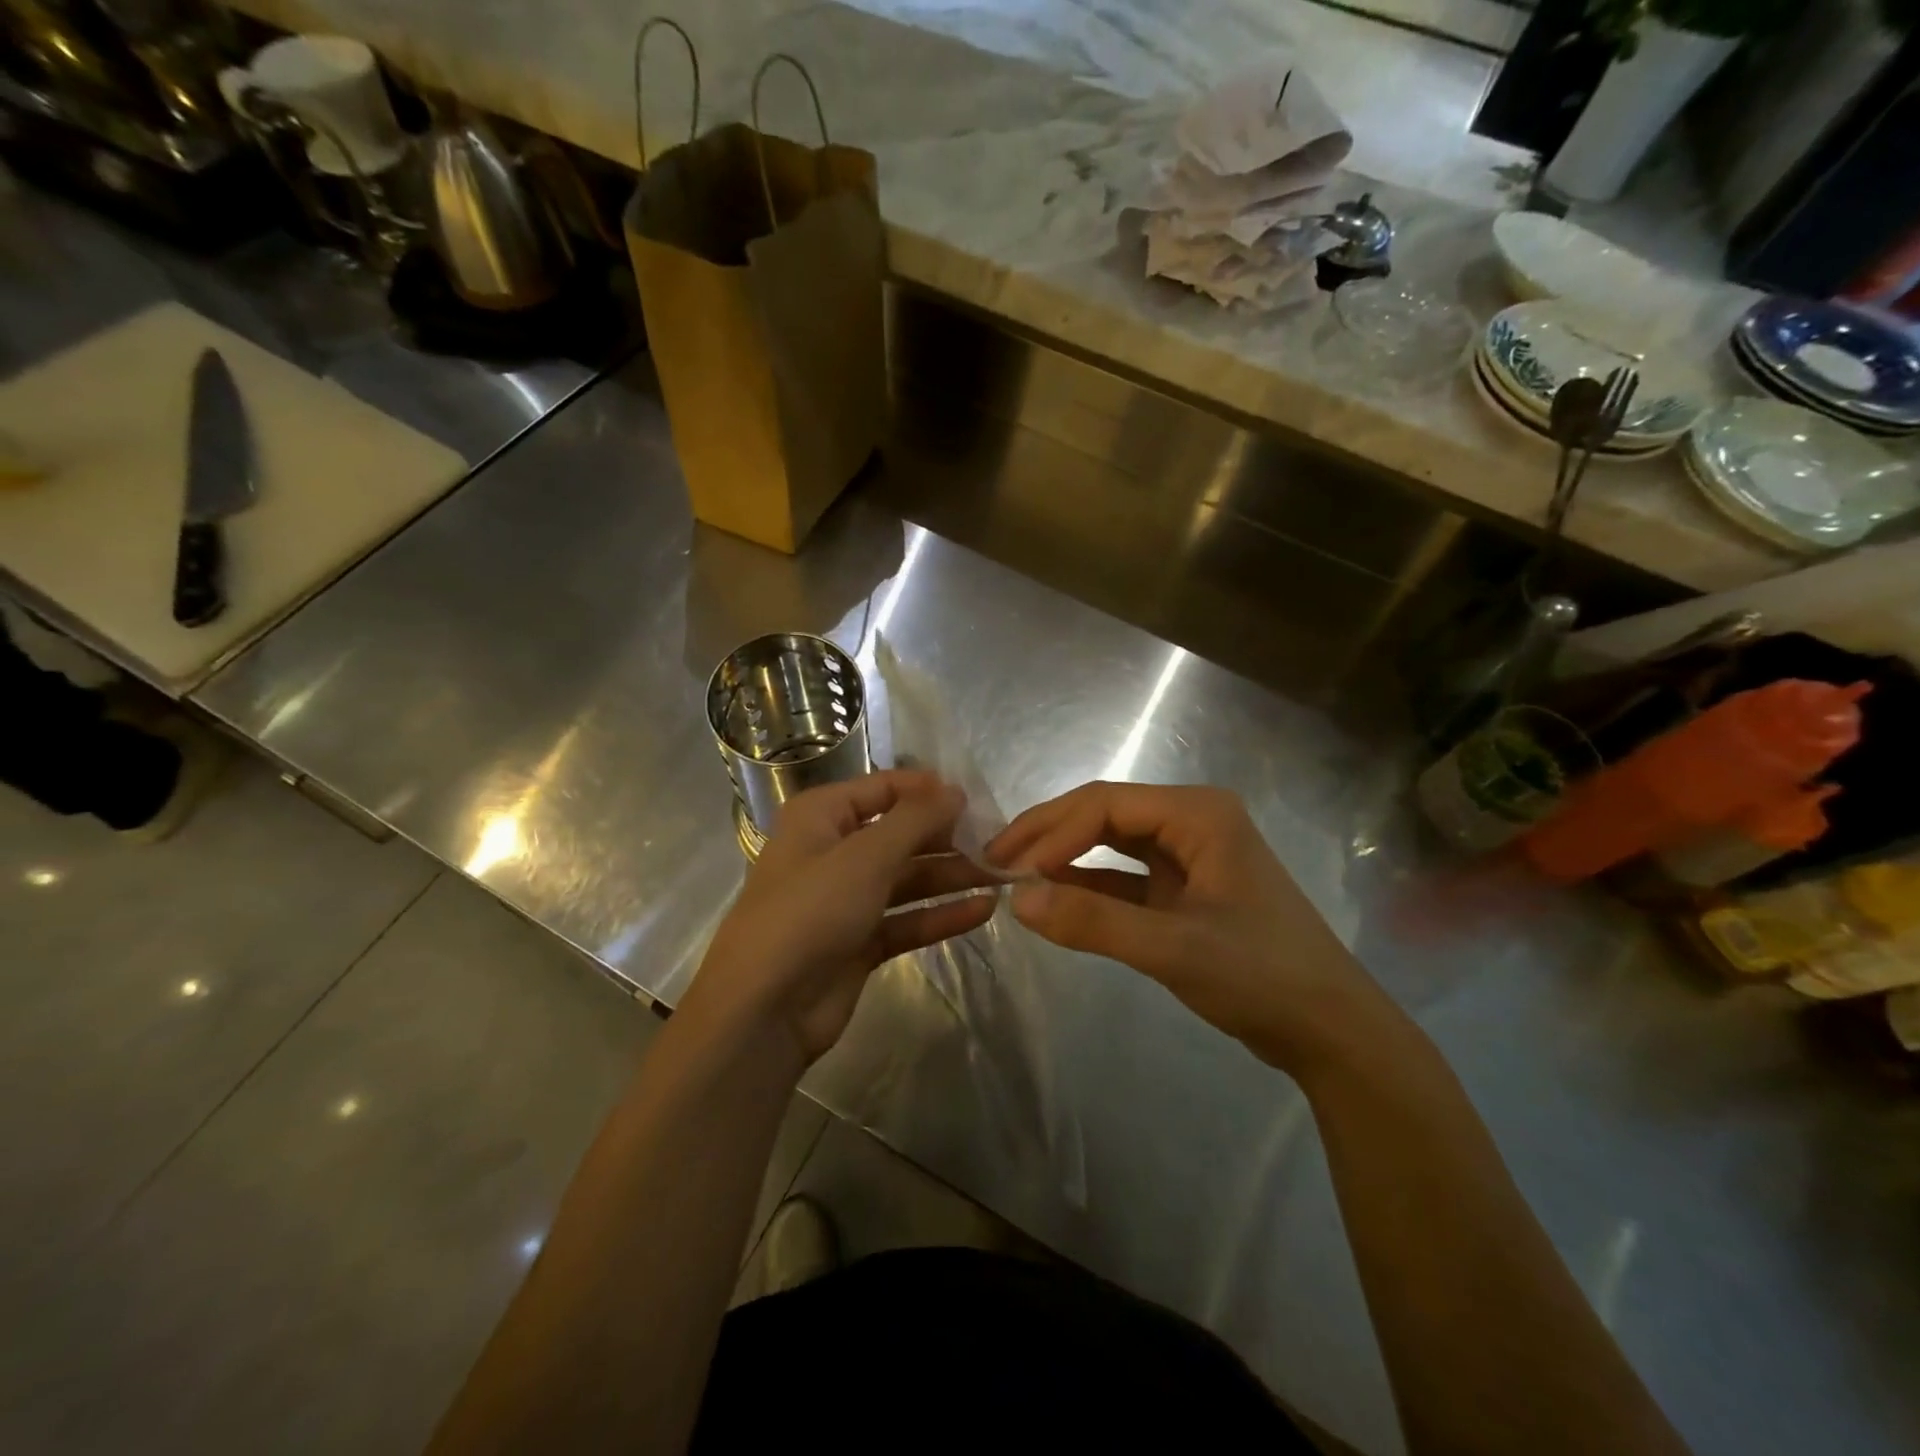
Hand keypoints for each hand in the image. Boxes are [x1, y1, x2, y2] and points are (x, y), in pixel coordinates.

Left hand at [685, 771, 996, 1070]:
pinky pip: (907, 919)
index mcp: (821, 817)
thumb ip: (915, 820)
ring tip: (1001, 876)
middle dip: (946, 838)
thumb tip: (954, 790)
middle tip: (997, 842)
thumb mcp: (865, 856)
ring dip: (950, 877)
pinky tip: (983, 910)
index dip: (926, 790)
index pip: (881, 789)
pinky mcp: (860, 942)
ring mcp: (846, 900)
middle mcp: (833, 852)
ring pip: (907, 879)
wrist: (764, 1009)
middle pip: (899, 835)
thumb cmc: (810, 912)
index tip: (974, 799)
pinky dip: (941, 915)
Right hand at [987, 782, 1395, 1073]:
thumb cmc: (1261, 976)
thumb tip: (1017, 899)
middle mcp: (1193, 822)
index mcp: (1199, 813)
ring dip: (1065, 858)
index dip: (1054, 830)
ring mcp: (1190, 856)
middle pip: (1105, 815)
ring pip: (1111, 844)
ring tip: (1014, 875)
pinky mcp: (1185, 891)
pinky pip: (1124, 877)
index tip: (1012, 867)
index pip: (1106, 804)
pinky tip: (1053, 897)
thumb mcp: (1173, 948)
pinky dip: (1089, 886)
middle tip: (996, 860)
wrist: (1330, 1032)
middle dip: (1050, 836)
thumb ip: (1094, 923)